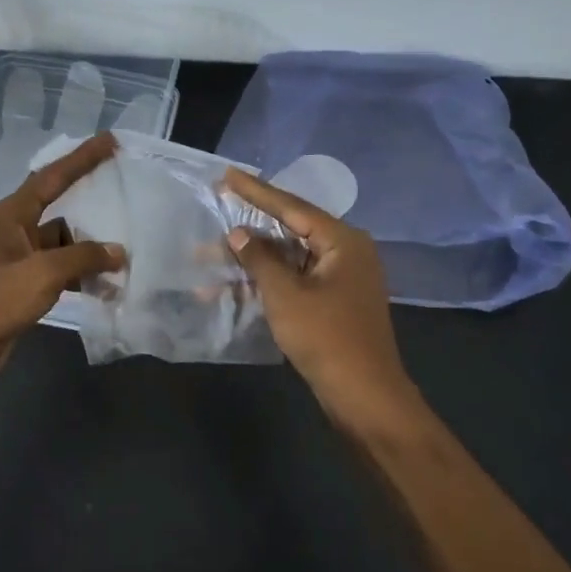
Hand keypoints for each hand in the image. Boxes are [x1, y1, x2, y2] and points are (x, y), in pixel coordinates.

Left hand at [0, 133, 124, 384]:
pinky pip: (60, 270)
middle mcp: (14, 230)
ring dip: (90, 252)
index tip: (110, 141)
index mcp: (11, 215)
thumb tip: (118, 252)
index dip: (82, 157)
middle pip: (61, 209)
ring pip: (64, 244)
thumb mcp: (41, 274)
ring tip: (125, 259)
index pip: (52, 176)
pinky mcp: (23, 285)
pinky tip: (105, 287)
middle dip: (92, 207)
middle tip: (127, 196)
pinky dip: (81, 275)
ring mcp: (18, 259)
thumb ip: (82, 258)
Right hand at [221, 168, 421, 429]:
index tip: (227, 175)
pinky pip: (293, 281)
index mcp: (341, 241)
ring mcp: (339, 279)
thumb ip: (259, 259)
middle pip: (289, 231)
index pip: (292, 206)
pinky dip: (264, 284)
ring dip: (250, 262)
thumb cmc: (326, 338)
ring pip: (287, 260)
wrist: (363, 395)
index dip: (255, 191)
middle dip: (247, 231)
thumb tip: (237, 233)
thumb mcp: (286, 295)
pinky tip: (230, 290)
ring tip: (207, 259)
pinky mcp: (331, 303)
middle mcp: (344, 252)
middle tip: (214, 210)